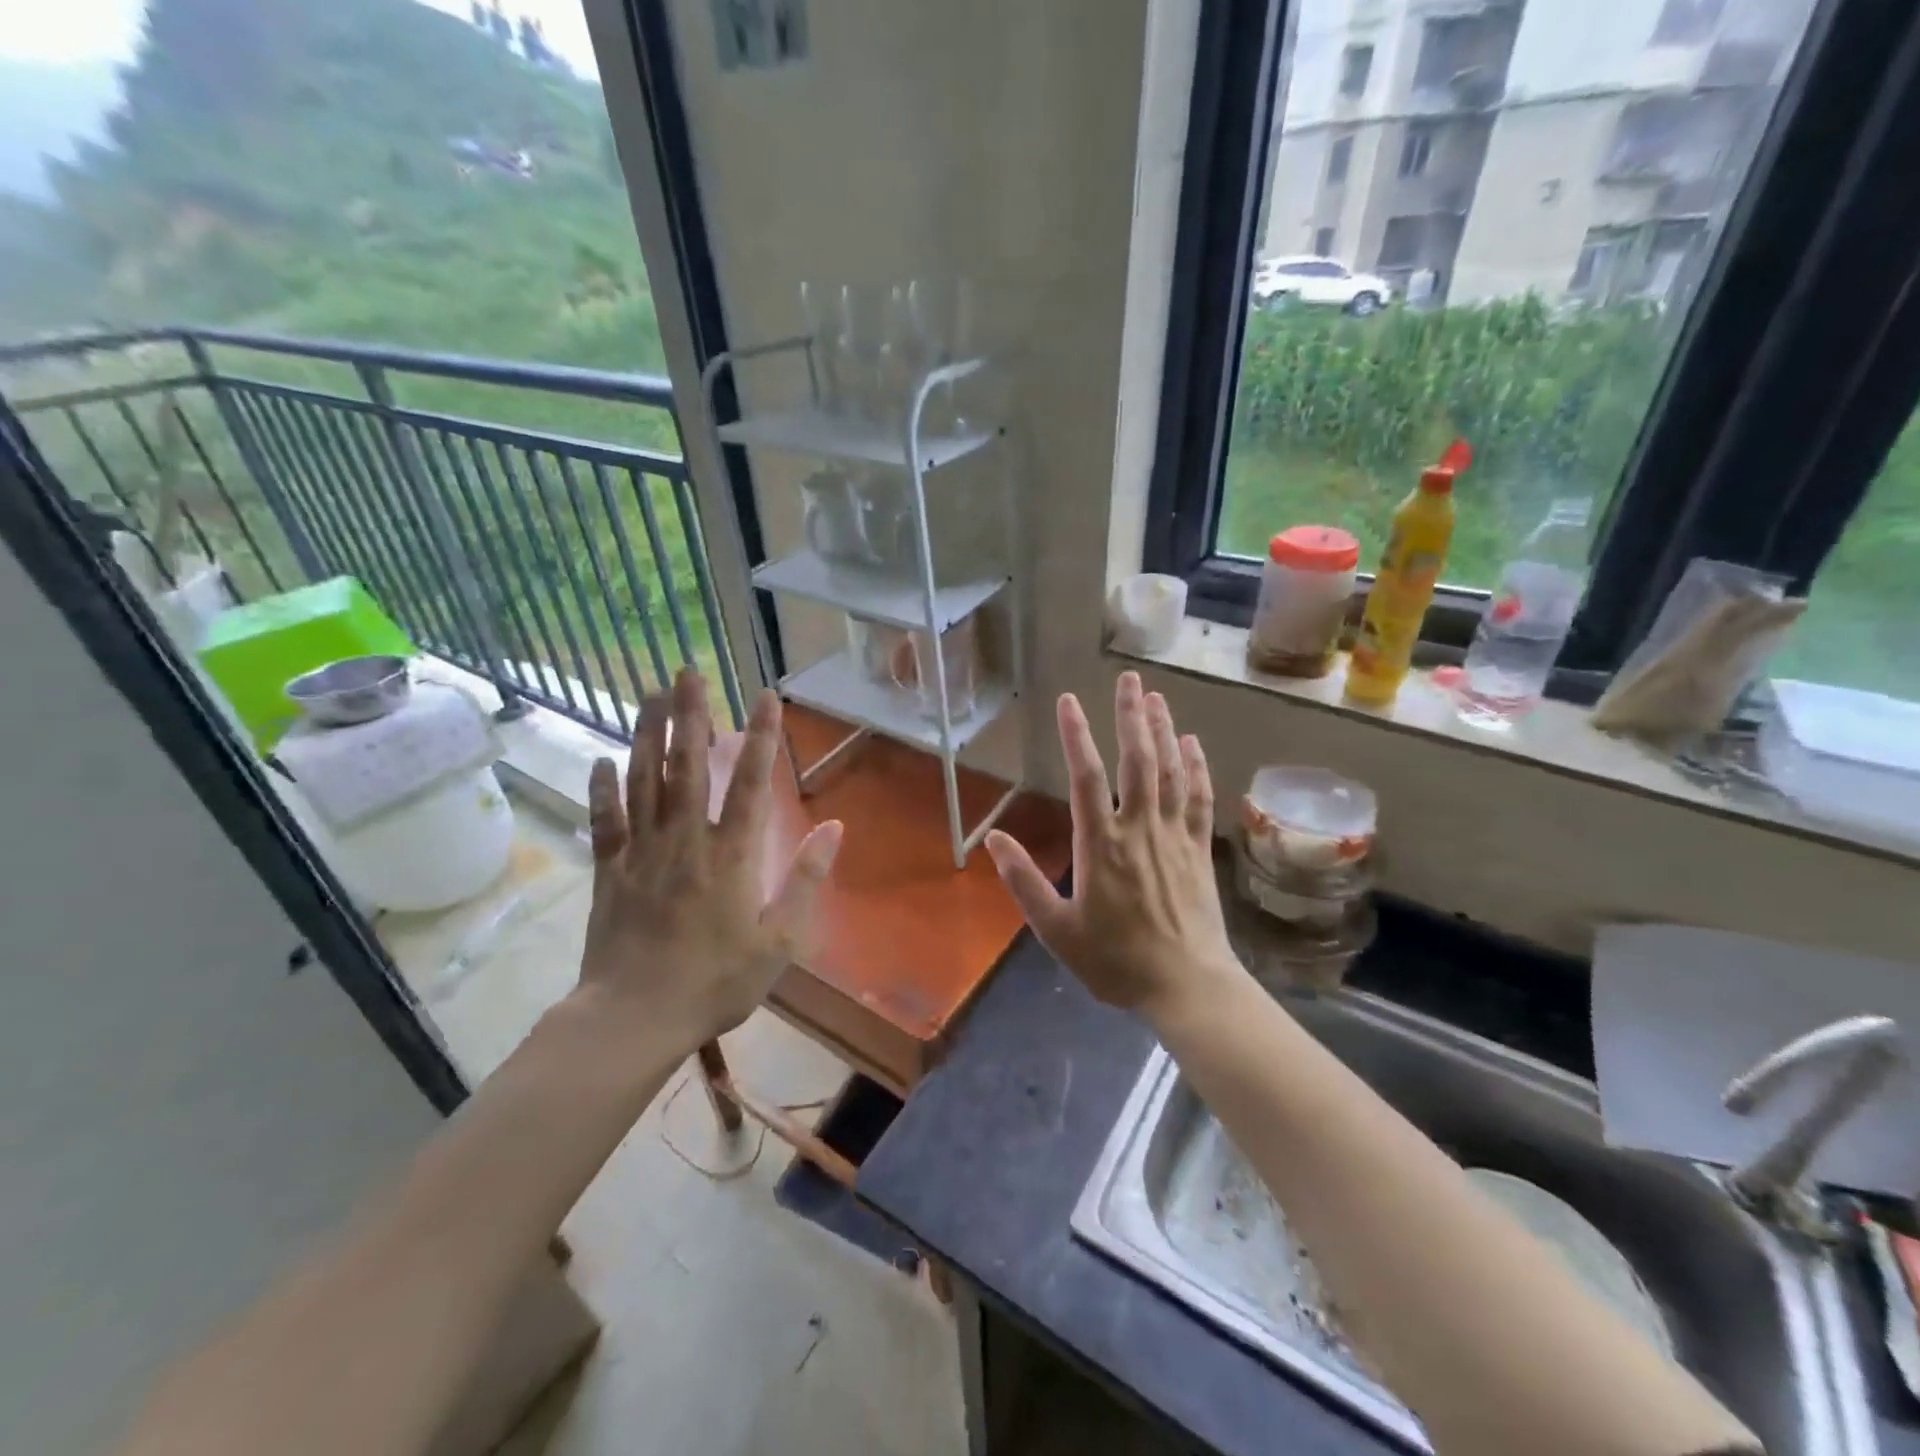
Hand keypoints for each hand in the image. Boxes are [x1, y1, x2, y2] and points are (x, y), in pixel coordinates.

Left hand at [577, 670, 841, 1051]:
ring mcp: (641, 853)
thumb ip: (806, 880)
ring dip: (647, 735)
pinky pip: (604, 821)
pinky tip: (602, 760)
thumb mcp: (779, 941)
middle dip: (690, 716)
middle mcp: (685, 841)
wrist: (635, 1018)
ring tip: (650, 696)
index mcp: (730, 856)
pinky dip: (603, 789)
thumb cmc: (716, 982)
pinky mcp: (609, 871)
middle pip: (687, 767)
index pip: (749, 783)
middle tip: (688, 671)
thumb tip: (834, 827)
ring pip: (643, 782)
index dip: (761, 737)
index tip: (764, 695)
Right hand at [986, 671, 1236, 1017]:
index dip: (1075, 736)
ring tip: (1156, 697)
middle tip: (1130, 679)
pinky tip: (1191, 744)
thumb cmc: (1115, 960)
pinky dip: (1195, 767)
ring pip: (1170, 772)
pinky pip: (1198, 798)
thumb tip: (993, 838)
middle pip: (1136, 761)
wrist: (1185, 985)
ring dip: (1163, 731)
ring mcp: (1174, 836)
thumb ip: (1023, 881)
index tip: (1068, 701)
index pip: (1085, 777)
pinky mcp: (1199, 849)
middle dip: (1131, 716)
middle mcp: (1139, 828)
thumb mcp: (1056, 929)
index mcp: (1100, 845)